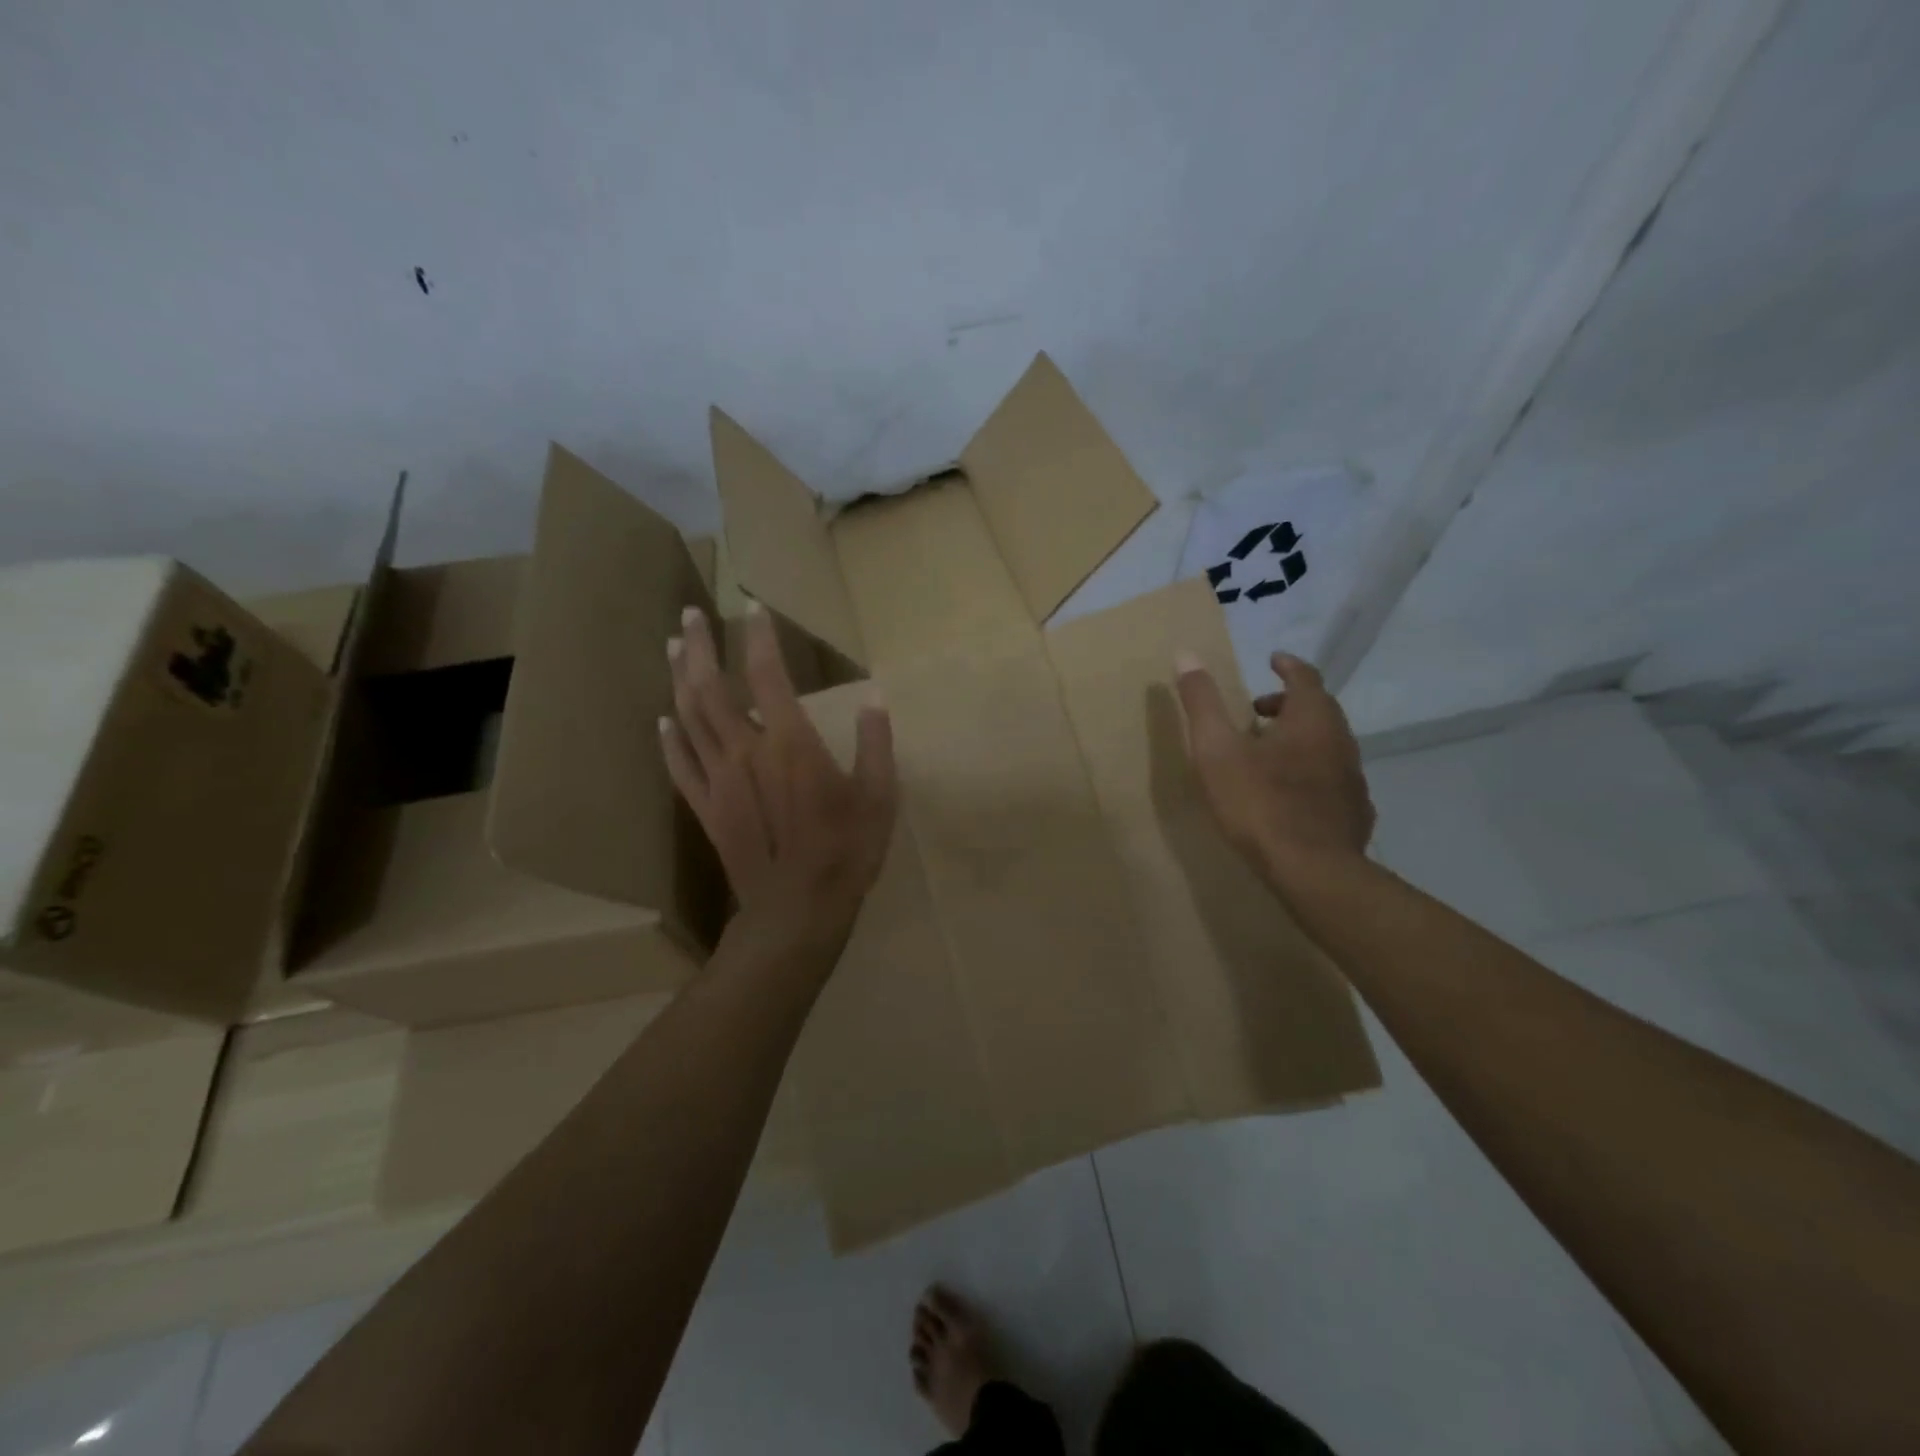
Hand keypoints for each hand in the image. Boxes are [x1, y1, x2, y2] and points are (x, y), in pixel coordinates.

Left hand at [661, 602, 896, 954]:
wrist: (797, 910)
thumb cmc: (846, 850)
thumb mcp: (879, 795)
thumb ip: (875, 742)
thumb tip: (875, 696)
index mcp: (790, 741)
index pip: (767, 673)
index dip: (759, 636)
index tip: (752, 606)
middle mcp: (746, 750)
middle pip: (711, 687)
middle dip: (698, 646)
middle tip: (689, 614)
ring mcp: (719, 779)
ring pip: (688, 717)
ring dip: (678, 679)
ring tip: (672, 648)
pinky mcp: (705, 808)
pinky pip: (679, 765)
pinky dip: (668, 738)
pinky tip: (661, 719)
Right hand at [1173, 649, 1373, 889]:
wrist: (1312, 871)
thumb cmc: (1259, 803)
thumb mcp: (1216, 750)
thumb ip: (1201, 702)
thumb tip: (1186, 654)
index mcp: (1311, 719)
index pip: (1305, 677)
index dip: (1287, 666)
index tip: (1273, 661)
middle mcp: (1341, 740)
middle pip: (1319, 709)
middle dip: (1289, 703)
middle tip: (1258, 710)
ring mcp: (1353, 778)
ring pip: (1328, 744)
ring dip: (1300, 738)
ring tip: (1269, 753)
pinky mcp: (1355, 811)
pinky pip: (1333, 777)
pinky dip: (1312, 770)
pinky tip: (1292, 793)